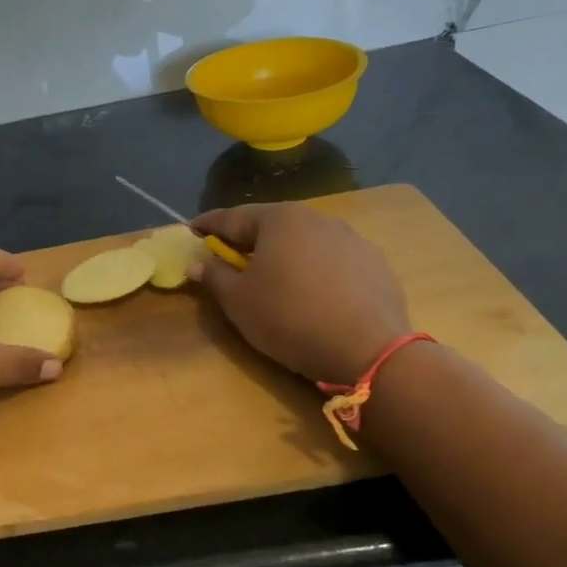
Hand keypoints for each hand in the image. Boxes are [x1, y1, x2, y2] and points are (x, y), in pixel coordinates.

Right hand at [191, 204, 411, 384]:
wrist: (368, 349)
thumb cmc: (289, 318)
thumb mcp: (238, 301)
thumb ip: (214, 276)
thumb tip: (198, 262)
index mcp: (280, 220)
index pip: (232, 217)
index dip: (208, 225)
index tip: (191, 229)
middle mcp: (317, 219)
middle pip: (272, 226)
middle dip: (249, 239)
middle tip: (230, 256)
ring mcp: (352, 239)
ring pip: (305, 243)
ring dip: (285, 255)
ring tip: (275, 277)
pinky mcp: (375, 264)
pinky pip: (333, 262)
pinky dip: (315, 271)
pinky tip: (313, 294)